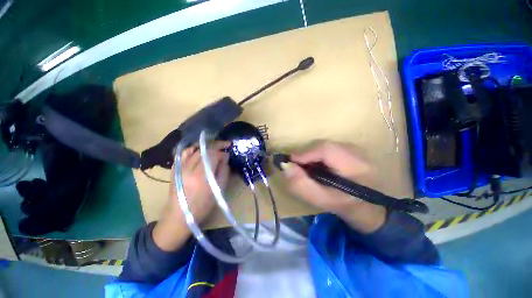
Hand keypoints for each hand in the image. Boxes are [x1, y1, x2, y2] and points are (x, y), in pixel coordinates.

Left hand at [153, 141, 230, 250]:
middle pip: (203, 149)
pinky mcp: (174, 169)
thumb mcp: (218, 190)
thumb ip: (223, 171)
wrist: (179, 216)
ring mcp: (179, 168)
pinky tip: (200, 151)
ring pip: (193, 149)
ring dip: (205, 146)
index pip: (212, 154)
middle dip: (216, 145)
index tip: (228, 150)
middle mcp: (188, 168)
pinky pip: (183, 154)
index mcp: (201, 175)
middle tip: (224, 145)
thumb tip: (225, 157)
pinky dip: (193, 149)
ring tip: (214, 147)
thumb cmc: (203, 206)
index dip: (222, 150)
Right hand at [281, 141, 385, 233]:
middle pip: (323, 145)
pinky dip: (317, 156)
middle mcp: (358, 152)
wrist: (371, 207)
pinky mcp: (351, 149)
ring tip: (307, 168)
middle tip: (297, 167)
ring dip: (311, 155)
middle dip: (306, 155)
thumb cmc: (348, 208)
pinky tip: (317, 166)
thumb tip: (285, 166)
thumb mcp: (323, 201)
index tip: (290, 163)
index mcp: (356, 166)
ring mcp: (355, 148)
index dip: (305, 153)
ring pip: (324, 145)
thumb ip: (302, 185)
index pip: (326, 149)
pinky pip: (327, 147)